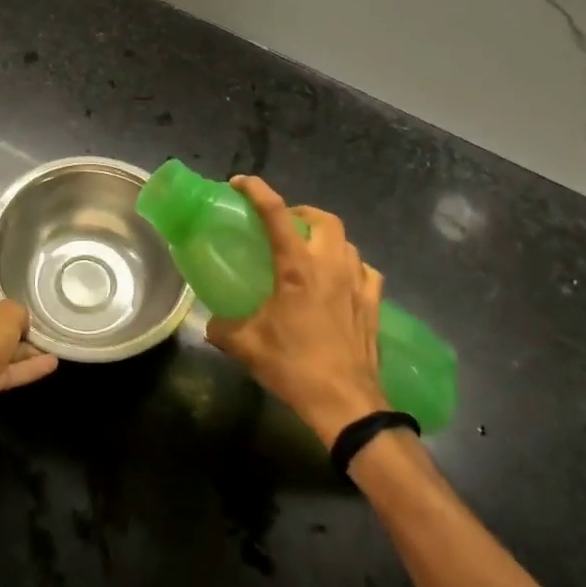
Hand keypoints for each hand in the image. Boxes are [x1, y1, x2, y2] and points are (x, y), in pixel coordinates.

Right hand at [205, 176, 388, 445]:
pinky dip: (351, 265)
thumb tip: (211, 321)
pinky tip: (341, 280)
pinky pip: (365, 270)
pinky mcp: (374, 304)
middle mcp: (330, 265)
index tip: (240, 182)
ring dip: (326, 238)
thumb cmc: (294, 367)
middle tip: (283, 224)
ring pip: (346, 241)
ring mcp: (357, 283)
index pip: (276, 214)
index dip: (257, 191)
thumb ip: (223, 327)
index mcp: (297, 268)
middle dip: (301, 212)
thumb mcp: (247, 346)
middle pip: (322, 218)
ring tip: (309, 252)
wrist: (345, 403)